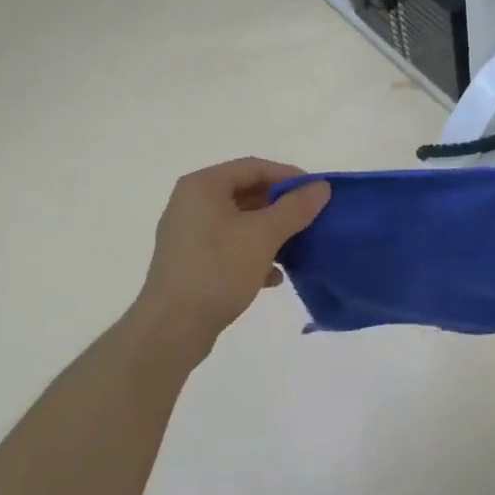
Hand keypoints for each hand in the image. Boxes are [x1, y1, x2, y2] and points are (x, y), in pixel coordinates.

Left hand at [133, 158, 329, 353]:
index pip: (254, 167)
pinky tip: (273, 277)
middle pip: (246, 194)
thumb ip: (295, 208)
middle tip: (311, 220)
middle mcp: (191, 204)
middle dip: (281, 208)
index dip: (289, 176)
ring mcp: (189, 234)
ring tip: (297, 249)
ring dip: (271, 233)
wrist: (173, 327)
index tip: (317, 193)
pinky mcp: (192, 262)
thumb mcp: (263, 236)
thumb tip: (321, 187)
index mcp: (203, 187)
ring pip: (240, 223)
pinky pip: (230, 247)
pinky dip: (253, 255)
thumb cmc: (218, 270)